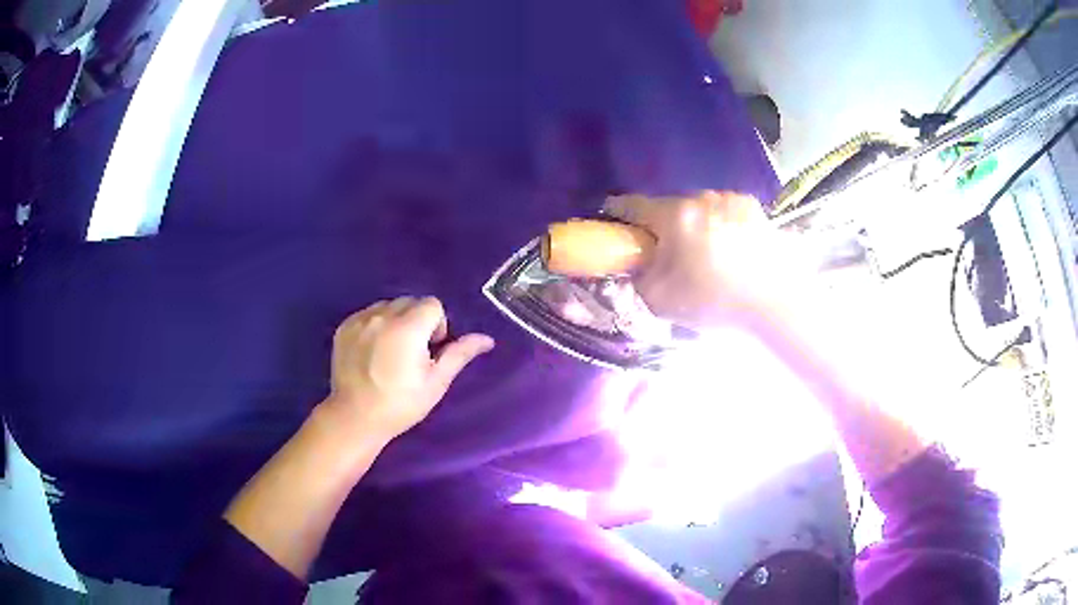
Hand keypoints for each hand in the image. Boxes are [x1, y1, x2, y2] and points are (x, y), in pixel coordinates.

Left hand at [327, 297, 494, 441]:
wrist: (355, 418)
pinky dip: (376, 325)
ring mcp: (360, 320)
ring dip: (396, 320)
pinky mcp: (344, 327)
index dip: (437, 325)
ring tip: (391, 350)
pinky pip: (368, 313)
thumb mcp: (436, 382)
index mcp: (407, 328)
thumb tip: (487, 339)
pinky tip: (373, 350)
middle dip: (417, 320)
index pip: (432, 304)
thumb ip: (459, 354)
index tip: (430, 349)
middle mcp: (382, 316)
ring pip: (388, 305)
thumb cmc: (401, 404)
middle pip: (410, 301)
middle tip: (413, 352)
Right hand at [604, 191, 805, 329]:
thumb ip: (637, 278)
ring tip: (706, 254)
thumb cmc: (714, 301)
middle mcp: (700, 197)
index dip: (618, 215)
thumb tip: (636, 265)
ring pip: (699, 208)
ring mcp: (730, 199)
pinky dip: (720, 224)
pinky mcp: (753, 207)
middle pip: (669, 207)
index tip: (615, 227)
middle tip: (669, 255)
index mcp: (673, 214)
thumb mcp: (660, 300)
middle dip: (664, 227)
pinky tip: (730, 249)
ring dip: (695, 224)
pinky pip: (724, 211)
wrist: (774, 303)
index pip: (631, 205)